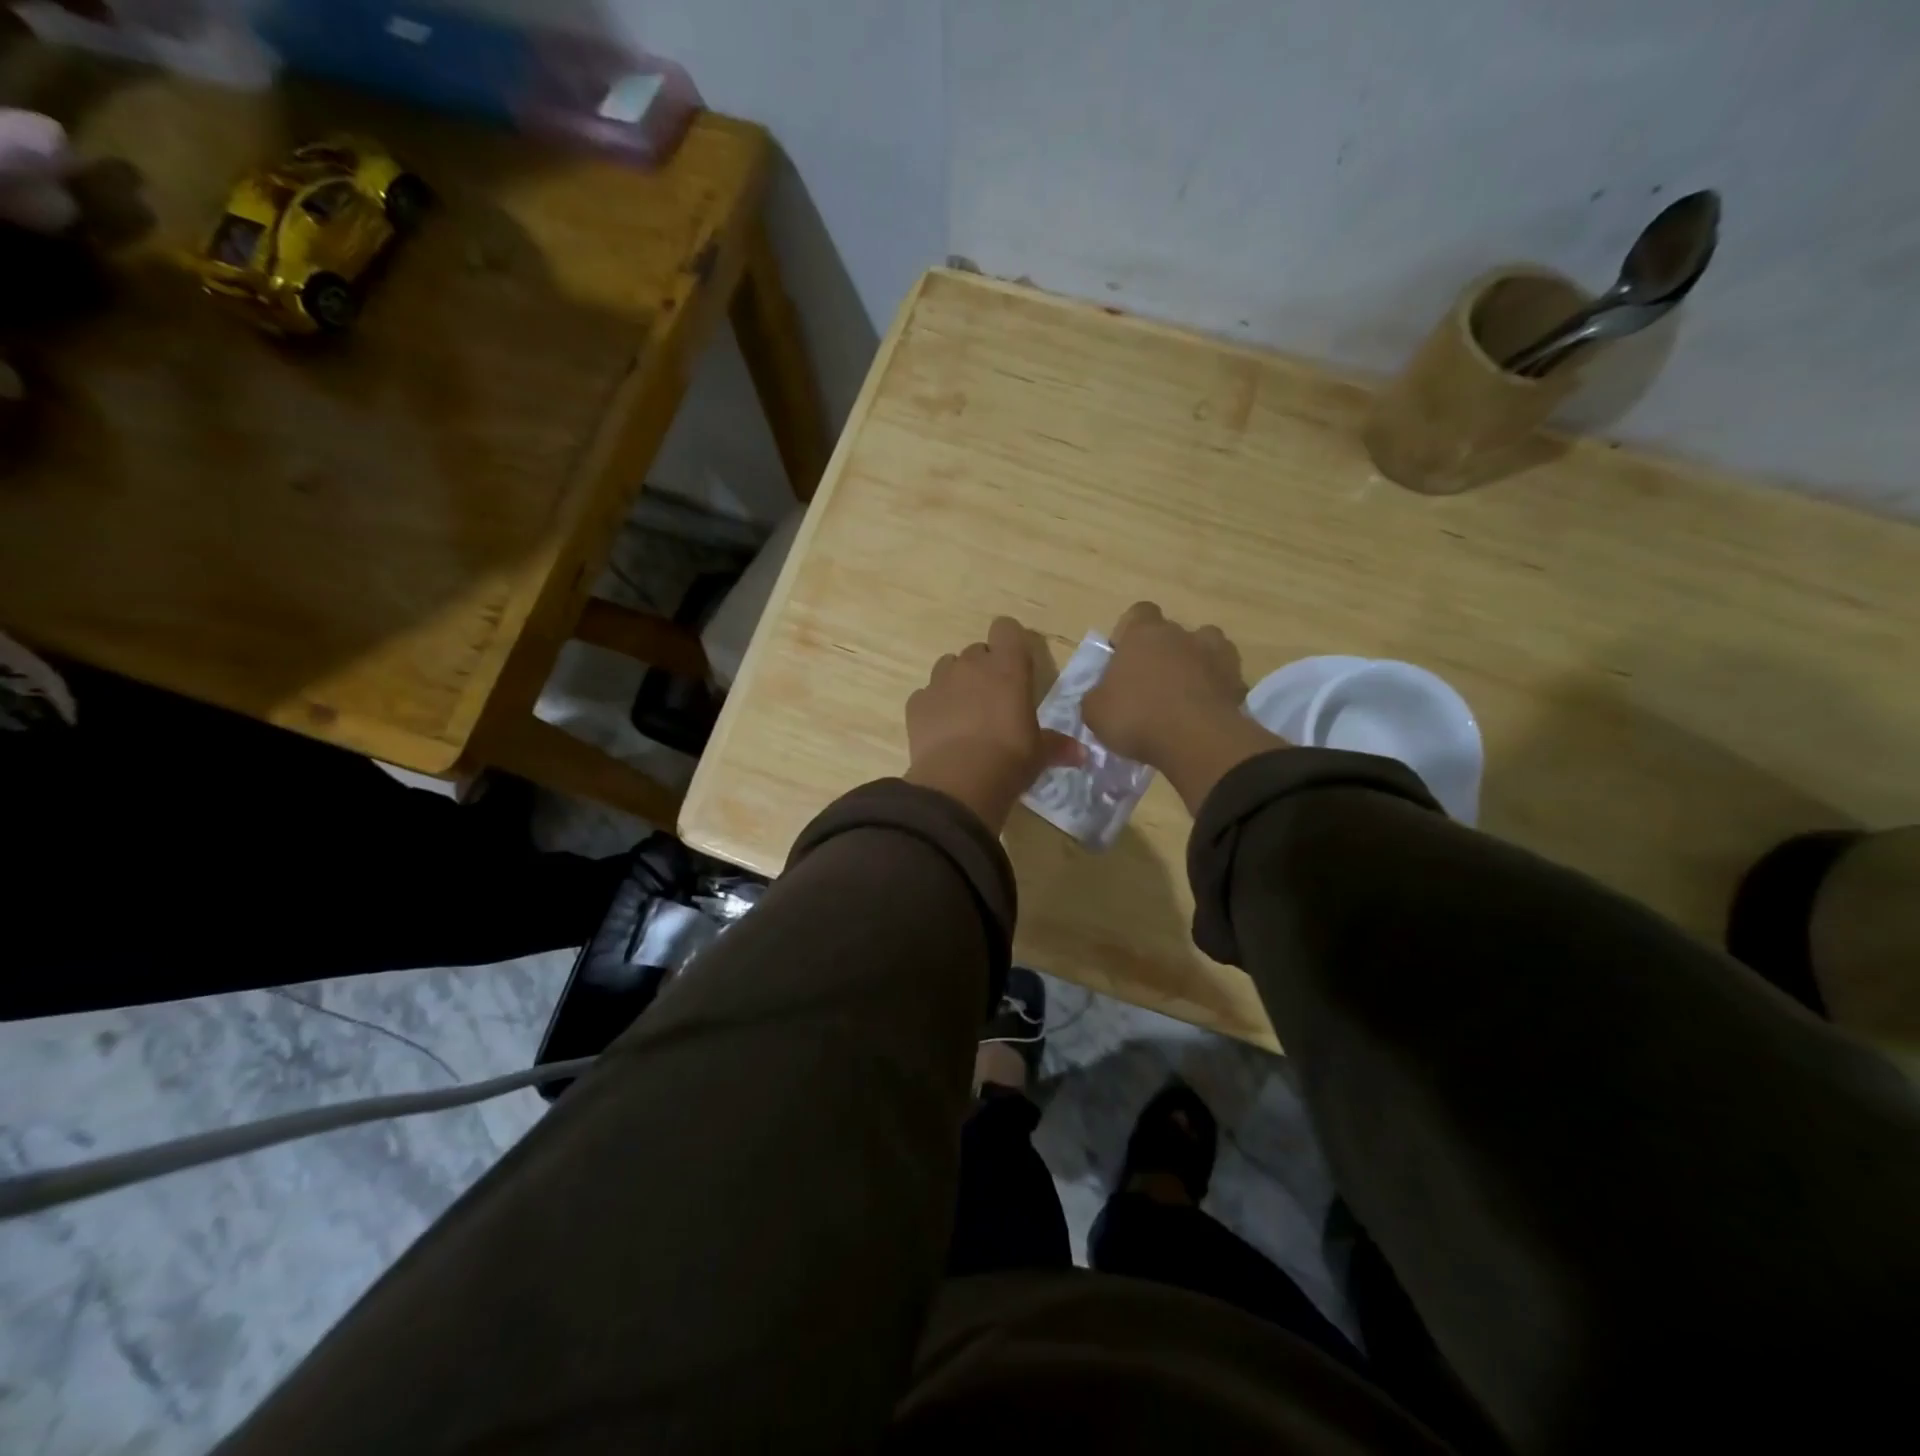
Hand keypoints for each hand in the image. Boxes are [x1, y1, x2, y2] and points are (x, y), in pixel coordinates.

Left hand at [905, 617, 1081, 830]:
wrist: (958, 783)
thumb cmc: (1009, 760)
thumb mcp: (1040, 754)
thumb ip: (1058, 746)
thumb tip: (1082, 754)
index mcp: (1008, 668)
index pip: (1006, 628)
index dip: (1009, 642)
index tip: (1015, 665)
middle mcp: (971, 666)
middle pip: (977, 651)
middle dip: (984, 669)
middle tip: (994, 700)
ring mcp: (939, 682)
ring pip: (948, 667)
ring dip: (957, 683)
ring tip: (965, 714)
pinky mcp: (916, 703)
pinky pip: (926, 695)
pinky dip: (933, 707)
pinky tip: (942, 731)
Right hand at [1083, 602, 1284, 811]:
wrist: (1196, 740)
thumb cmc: (1136, 717)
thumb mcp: (1094, 711)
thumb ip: (1097, 695)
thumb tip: (1103, 695)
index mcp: (1143, 633)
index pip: (1138, 613)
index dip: (1129, 633)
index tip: (1123, 657)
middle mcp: (1181, 634)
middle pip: (1171, 633)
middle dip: (1162, 653)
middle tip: (1150, 685)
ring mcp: (1216, 655)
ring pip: (1205, 649)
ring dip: (1195, 665)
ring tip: (1183, 696)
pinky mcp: (1238, 682)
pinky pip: (1224, 679)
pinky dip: (1216, 691)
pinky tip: (1204, 714)